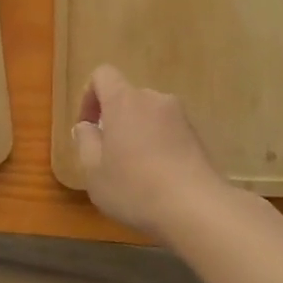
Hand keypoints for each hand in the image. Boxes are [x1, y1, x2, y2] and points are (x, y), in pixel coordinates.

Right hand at [71, 65, 229, 237]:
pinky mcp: (197, 135)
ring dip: (137, 133)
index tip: (88, 127)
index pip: (103, 75)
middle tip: (108, 155)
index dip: (89, 96)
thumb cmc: (134, 187)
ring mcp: (180, 116)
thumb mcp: (94, 171)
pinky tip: (158, 176)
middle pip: (127, 97)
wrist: (196, 207)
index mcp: (124, 101)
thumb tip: (86, 126)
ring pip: (149, 115)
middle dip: (114, 119)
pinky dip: (157, 144)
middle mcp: (154, 99)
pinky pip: (168, 131)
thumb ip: (85, 142)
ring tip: (134, 170)